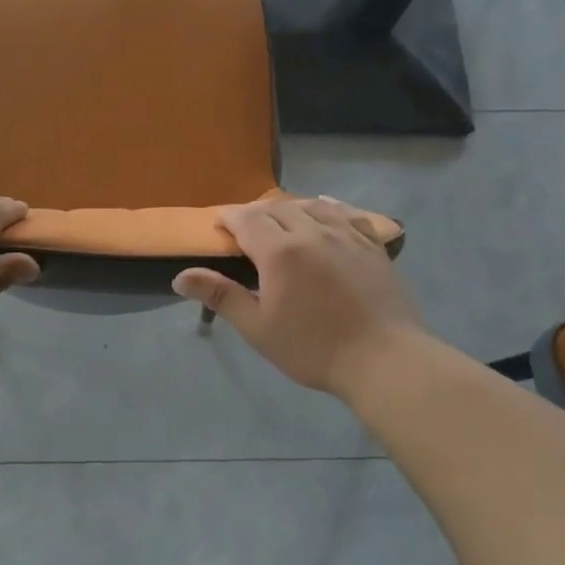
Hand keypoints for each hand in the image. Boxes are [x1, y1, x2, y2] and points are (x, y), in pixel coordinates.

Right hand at [172, 197, 427, 395]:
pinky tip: (325, 209)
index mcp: (279, 252)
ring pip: (311, 205)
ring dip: (289, 208)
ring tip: (280, 219)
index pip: (247, 220)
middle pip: (277, 208)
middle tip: (244, 229)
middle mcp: (312, 233)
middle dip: (256, 213)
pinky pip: (346, 214)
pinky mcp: (372, 246)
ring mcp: (346, 236)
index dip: (229, 218)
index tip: (219, 226)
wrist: (384, 359)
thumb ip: (221, 296)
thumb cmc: (313, 348)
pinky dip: (328, 207)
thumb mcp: (257, 327)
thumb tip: (181, 277)